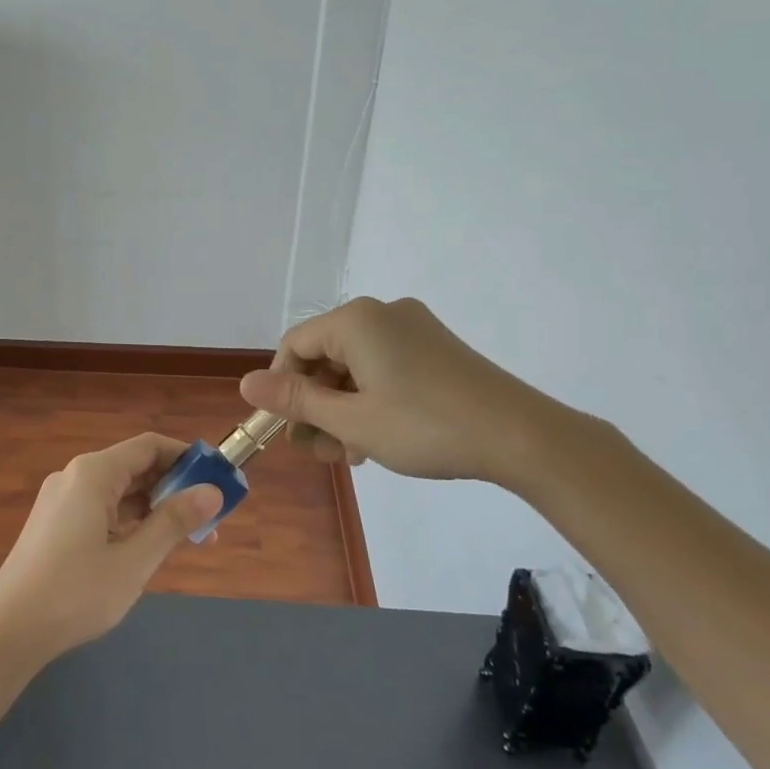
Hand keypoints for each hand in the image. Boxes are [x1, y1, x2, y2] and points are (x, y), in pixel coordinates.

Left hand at [0, 434, 222, 664]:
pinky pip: (101, 509)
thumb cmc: (76, 592)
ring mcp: (61, 501)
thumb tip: (212, 492)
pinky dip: (130, 521)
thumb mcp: (135, 559)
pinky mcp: (54, 524)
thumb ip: (174, 522)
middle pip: (135, 467)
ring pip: (119, 492)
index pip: (150, 446)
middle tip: (211, 516)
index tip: (219, 478)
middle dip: (174, 487)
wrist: (8, 630)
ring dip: (154, 508)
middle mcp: (75, 477)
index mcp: (93, 474)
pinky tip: (147, 547)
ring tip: (188, 538)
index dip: (187, 457)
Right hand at [237, 296, 575, 488]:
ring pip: (353, 367)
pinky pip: (382, 368)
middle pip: (324, 357)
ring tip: (349, 454)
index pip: (293, 346)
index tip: (286, 431)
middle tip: (321, 453)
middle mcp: (382, 314)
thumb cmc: (426, 427)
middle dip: (315, 405)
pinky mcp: (435, 348)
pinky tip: (375, 438)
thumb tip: (246, 383)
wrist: (523, 437)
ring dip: (341, 409)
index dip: (281, 389)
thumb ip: (296, 400)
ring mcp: (413, 329)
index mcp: (356, 321)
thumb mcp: (352, 420)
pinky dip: (369, 400)